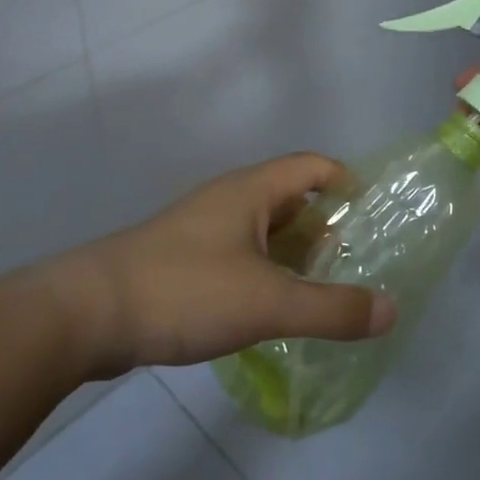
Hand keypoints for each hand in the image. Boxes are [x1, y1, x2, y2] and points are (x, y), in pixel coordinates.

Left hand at [43, 154, 396, 378]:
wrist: (88, 313)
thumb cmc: (185, 290)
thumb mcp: (268, 302)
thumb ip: (332, 308)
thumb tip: (391, 309)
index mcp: (251, 190)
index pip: (313, 166)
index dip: (347, 182)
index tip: (374, 217)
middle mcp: (228, 200)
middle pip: (290, 200)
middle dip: (325, 229)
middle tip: (356, 266)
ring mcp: (202, 230)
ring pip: (263, 233)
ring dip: (294, 256)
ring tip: (322, 293)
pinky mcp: (182, 261)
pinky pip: (239, 257)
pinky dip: (265, 275)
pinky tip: (271, 312)